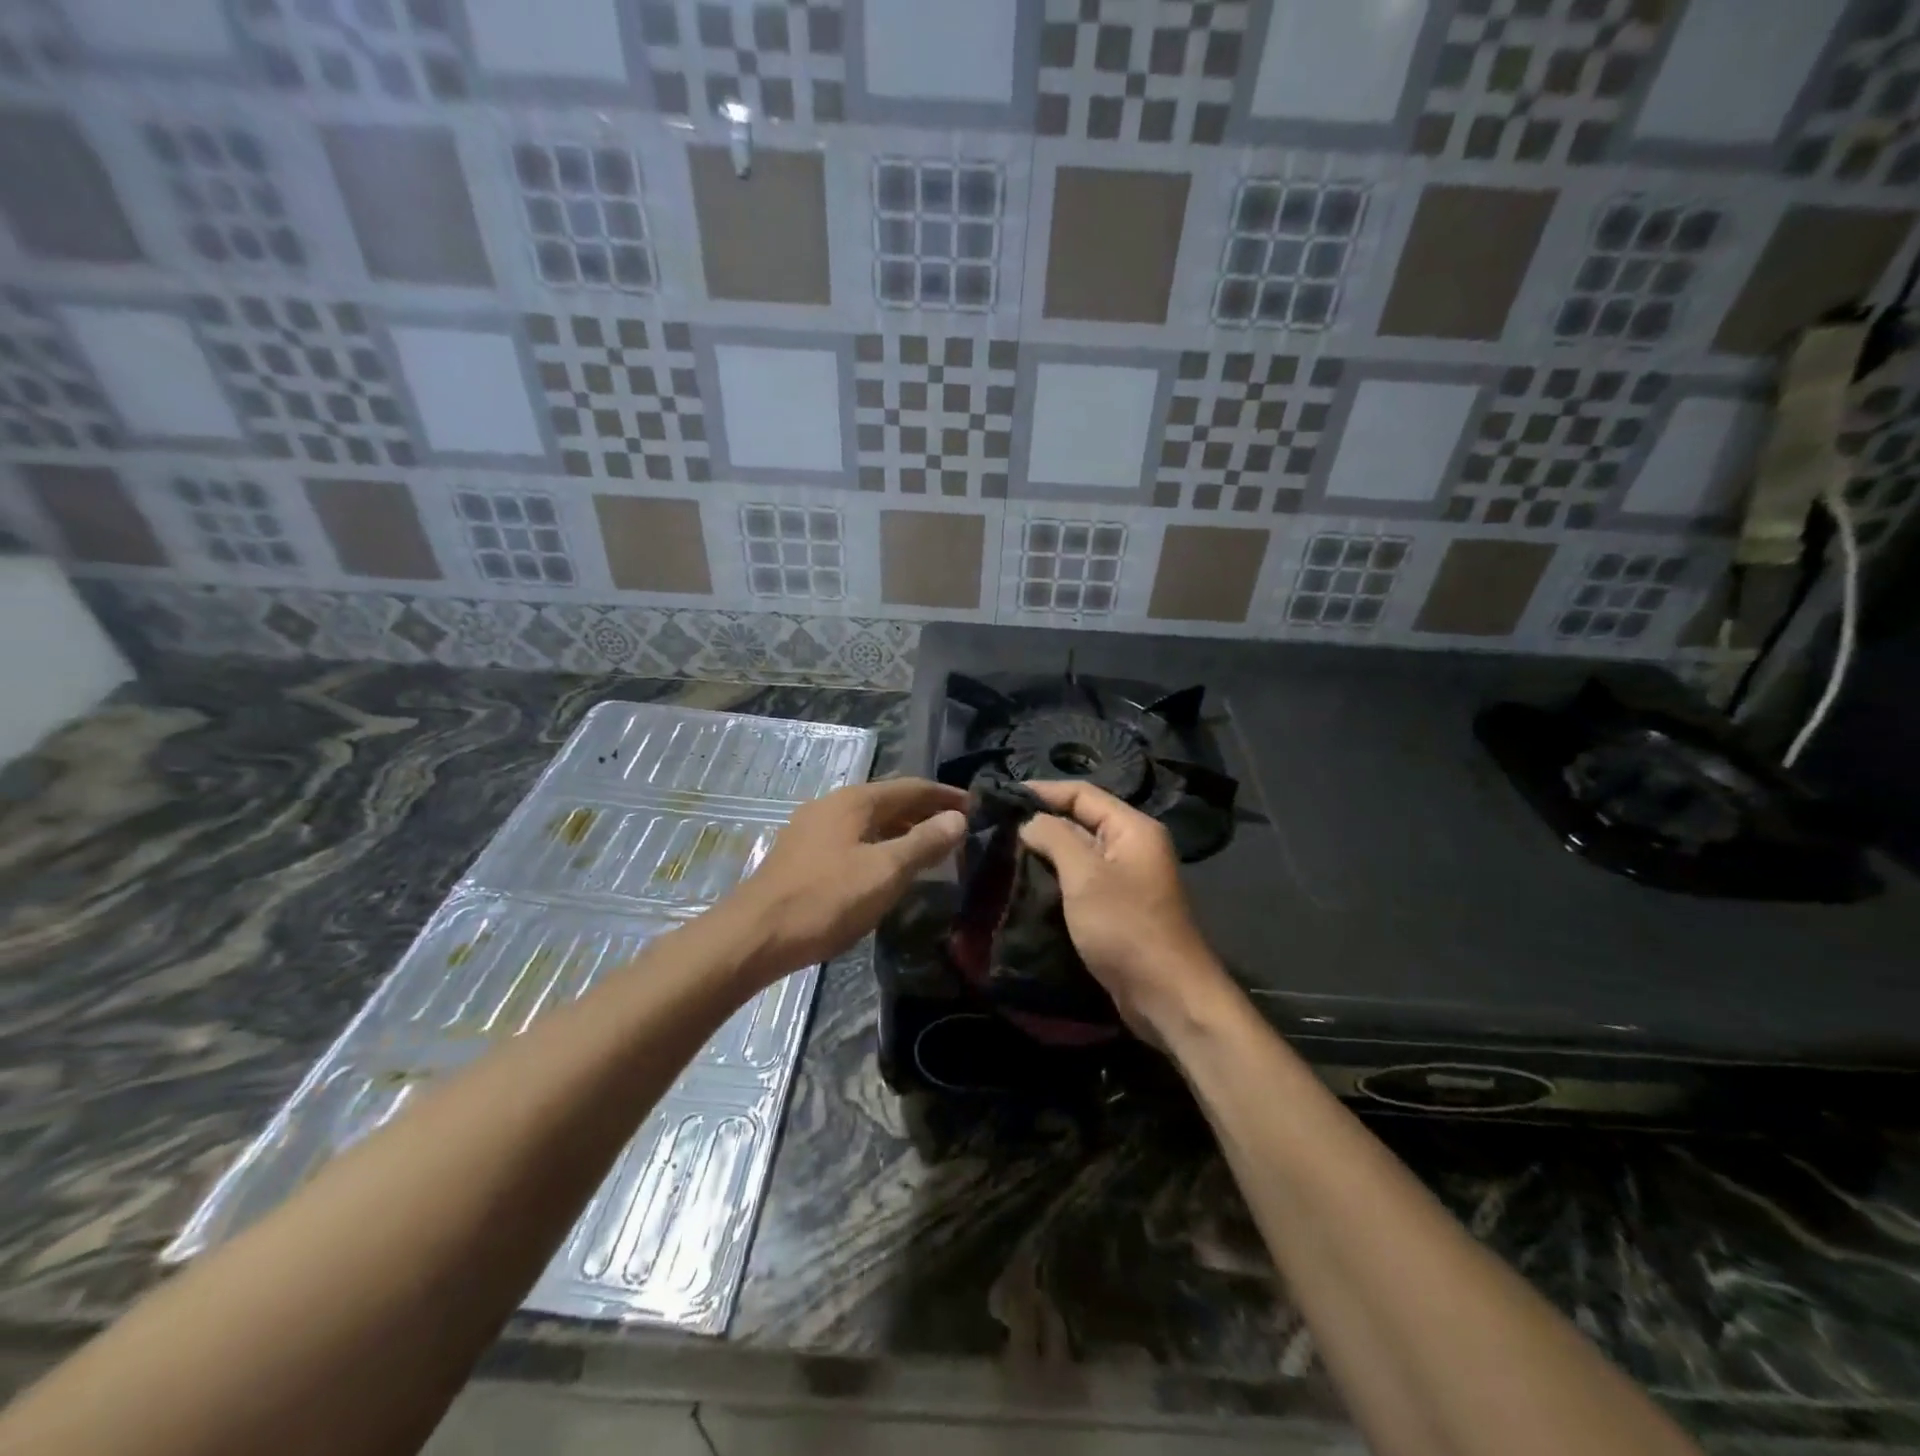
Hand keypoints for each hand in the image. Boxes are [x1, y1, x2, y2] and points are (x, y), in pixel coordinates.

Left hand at [730, 777, 966, 982]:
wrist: (754, 936)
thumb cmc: (825, 900)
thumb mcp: (884, 872)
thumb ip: (923, 842)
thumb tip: (958, 819)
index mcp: (854, 801)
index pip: (911, 787)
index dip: (945, 796)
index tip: (976, 807)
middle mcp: (833, 805)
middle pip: (889, 801)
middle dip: (925, 812)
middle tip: (958, 830)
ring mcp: (812, 829)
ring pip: (869, 822)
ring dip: (902, 830)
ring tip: (930, 849)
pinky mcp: (802, 855)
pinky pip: (853, 839)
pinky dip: (880, 845)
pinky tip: (887, 869)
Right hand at [1017, 780, 1235, 1041]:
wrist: (1166, 995)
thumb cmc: (1125, 927)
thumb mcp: (1085, 876)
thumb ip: (1054, 838)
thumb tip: (1028, 821)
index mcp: (1132, 828)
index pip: (1082, 793)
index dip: (1043, 791)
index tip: (1001, 797)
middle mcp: (1133, 846)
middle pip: (1081, 820)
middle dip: (1041, 822)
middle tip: (997, 827)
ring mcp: (1127, 878)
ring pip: (1079, 852)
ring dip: (1046, 851)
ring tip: (1004, 852)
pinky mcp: (1118, 907)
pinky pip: (1083, 880)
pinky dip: (1057, 877)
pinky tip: (1027, 883)